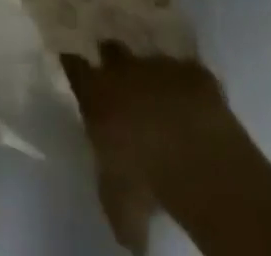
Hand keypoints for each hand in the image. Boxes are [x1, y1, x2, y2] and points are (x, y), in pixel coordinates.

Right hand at [63, 45, 270, 255]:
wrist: (197, 162)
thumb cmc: (145, 182)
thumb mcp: (117, 201)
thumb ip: (109, 189)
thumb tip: (120, 218)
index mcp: (96, 94)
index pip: (73, 66)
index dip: (74, 65)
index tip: (74, 64)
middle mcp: (122, 69)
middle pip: (111, 50)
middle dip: (115, 62)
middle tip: (121, 81)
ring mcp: (159, 64)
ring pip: (150, 59)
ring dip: (153, 74)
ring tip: (162, 96)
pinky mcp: (194, 72)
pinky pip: (188, 73)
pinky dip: (189, 86)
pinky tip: (194, 105)